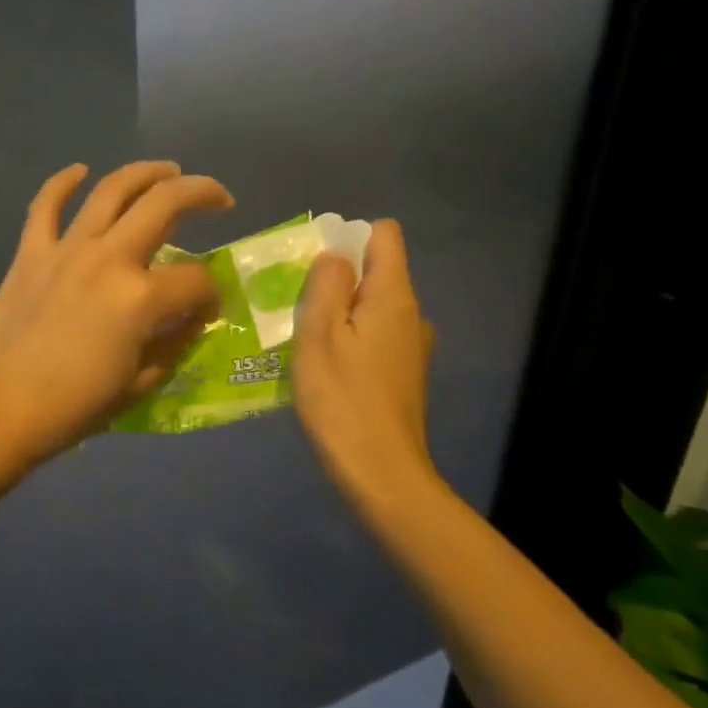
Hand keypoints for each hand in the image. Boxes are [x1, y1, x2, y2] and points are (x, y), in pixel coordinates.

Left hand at [0, 161, 233, 488]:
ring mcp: (66, 249)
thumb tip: (191, 317)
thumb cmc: (74, 408)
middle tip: (220, 199)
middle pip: (165, 205)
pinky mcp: (30, 253)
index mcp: (140, 297)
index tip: (208, 308)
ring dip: (146, 173)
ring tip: (168, 171)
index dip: (212, 294)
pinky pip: (45, 205)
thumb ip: (174, 343)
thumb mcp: (140, 384)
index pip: (196, 281)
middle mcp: (108, 258)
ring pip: (112, 189)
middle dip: (202, 195)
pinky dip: (62, 183)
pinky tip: (80, 171)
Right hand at [291, 220, 441, 515]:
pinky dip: (349, 339)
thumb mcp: (320, 334)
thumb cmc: (342, 399)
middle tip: (296, 305)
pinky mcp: (403, 374)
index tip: (314, 267)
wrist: (380, 473)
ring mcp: (411, 346)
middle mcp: (411, 314)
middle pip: (376, 271)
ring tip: (304, 338)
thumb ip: (327, 285)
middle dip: (336, 277)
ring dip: (339, 311)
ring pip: (371, 306)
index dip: (348, 237)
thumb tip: (334, 254)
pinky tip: (324, 367)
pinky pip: (373, 335)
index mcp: (393, 296)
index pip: (384, 234)